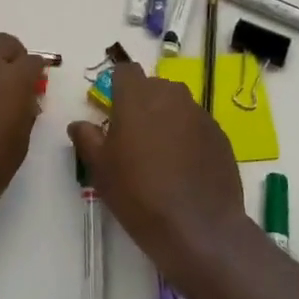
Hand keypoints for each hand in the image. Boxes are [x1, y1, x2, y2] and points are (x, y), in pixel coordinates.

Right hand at [68, 62, 252, 288]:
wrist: (198, 227)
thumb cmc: (139, 193)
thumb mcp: (101, 169)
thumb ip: (87, 138)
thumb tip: (79, 124)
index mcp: (137, 95)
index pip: (125, 71)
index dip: (117, 87)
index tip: (113, 112)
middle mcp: (170, 94)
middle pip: (152, 87)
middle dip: (142, 103)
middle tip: (134, 138)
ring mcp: (199, 113)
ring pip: (176, 105)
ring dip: (166, 119)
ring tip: (161, 156)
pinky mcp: (219, 134)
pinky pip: (196, 126)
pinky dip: (188, 138)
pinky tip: (185, 169)